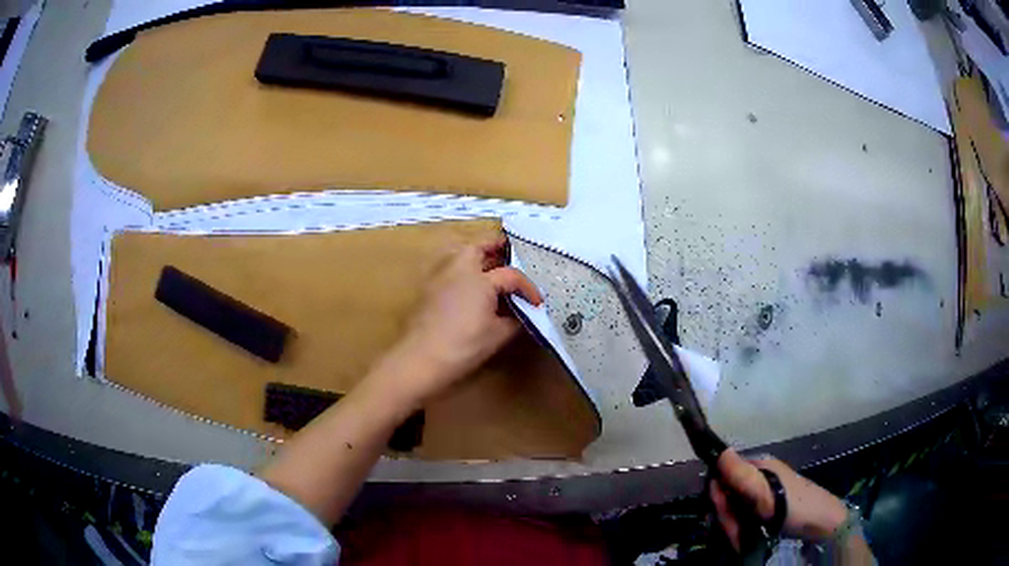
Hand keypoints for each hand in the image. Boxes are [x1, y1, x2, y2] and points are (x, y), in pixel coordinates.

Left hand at [379, 237, 542, 406]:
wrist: (421, 359)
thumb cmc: (464, 346)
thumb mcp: (498, 335)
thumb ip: (515, 319)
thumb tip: (522, 312)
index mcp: (480, 279)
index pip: (511, 275)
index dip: (528, 288)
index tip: (538, 302)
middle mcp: (459, 270)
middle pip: (478, 248)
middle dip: (495, 248)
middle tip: (509, 254)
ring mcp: (440, 278)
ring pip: (459, 256)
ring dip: (476, 257)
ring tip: (491, 269)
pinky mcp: (429, 291)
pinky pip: (450, 271)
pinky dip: (463, 271)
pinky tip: (471, 289)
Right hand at [710, 450, 848, 549]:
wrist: (822, 522)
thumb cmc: (795, 506)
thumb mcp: (766, 494)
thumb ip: (742, 476)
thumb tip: (720, 452)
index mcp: (758, 466)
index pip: (723, 476)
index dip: (717, 497)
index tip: (721, 518)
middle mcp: (759, 475)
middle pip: (728, 495)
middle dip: (727, 517)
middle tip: (736, 534)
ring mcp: (764, 491)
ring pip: (735, 508)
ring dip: (733, 526)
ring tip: (741, 540)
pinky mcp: (768, 505)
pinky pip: (745, 515)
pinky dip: (741, 527)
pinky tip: (745, 538)